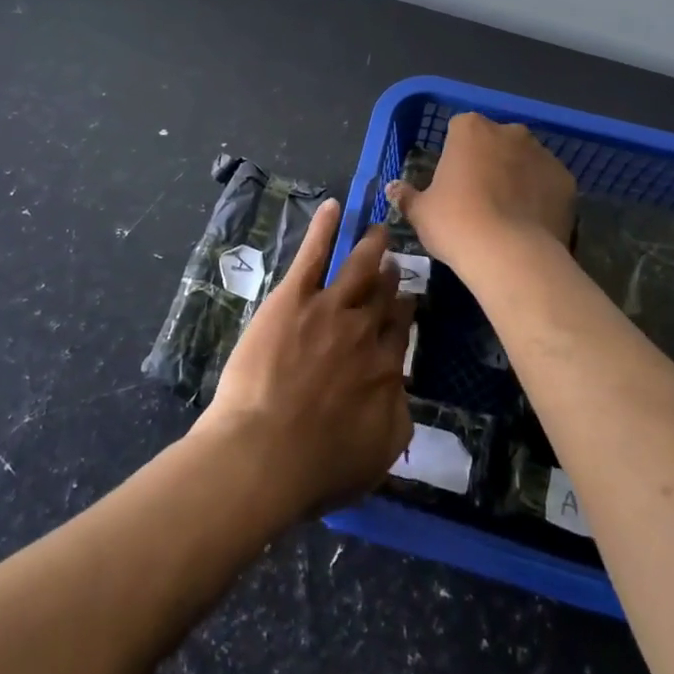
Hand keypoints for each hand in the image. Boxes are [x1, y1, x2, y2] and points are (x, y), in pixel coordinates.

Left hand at [194, 199, 413, 519]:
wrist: (266, 452)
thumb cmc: (317, 466)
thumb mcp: (378, 455)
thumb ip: (397, 416)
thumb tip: (401, 388)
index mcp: (385, 369)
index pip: (400, 331)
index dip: (404, 313)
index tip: (408, 300)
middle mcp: (363, 332)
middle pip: (382, 297)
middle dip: (390, 278)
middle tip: (394, 263)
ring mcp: (329, 309)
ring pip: (358, 269)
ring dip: (370, 247)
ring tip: (378, 231)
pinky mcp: (293, 298)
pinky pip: (313, 255)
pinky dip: (325, 229)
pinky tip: (334, 207)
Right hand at [386, 113, 576, 269]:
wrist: (511, 255)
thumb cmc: (456, 224)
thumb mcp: (420, 212)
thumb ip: (406, 196)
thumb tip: (392, 188)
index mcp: (470, 129)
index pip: (459, 129)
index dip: (455, 153)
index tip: (451, 179)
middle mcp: (509, 131)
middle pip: (496, 140)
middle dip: (489, 160)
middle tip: (478, 196)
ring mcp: (543, 154)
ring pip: (525, 160)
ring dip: (517, 176)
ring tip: (507, 213)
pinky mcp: (566, 180)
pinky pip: (548, 183)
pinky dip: (540, 196)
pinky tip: (530, 223)